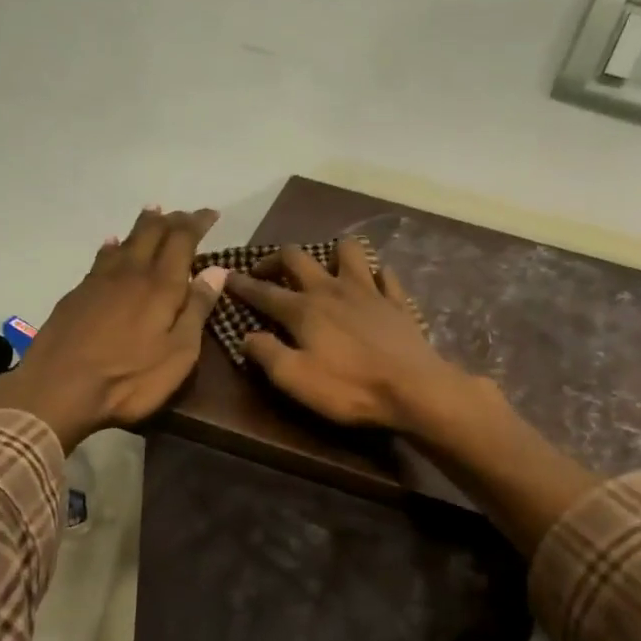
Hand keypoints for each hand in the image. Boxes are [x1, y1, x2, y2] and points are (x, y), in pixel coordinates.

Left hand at [0, 207, 226, 449]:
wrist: (58, 388)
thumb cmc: (128, 379)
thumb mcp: (178, 354)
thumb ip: (197, 310)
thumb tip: (217, 270)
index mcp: (161, 286)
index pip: (182, 240)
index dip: (197, 223)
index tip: (211, 214)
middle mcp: (131, 272)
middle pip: (152, 233)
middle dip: (172, 220)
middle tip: (185, 215)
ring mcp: (100, 281)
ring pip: (125, 241)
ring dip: (143, 226)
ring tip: (153, 214)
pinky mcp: (77, 294)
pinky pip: (101, 257)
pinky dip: (113, 246)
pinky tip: (112, 244)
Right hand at [225, 238, 476, 432]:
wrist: (414, 388)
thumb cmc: (349, 387)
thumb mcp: (295, 379)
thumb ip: (266, 354)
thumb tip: (246, 336)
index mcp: (303, 309)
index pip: (264, 291)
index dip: (242, 284)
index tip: (226, 276)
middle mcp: (331, 289)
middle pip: (297, 258)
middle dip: (275, 259)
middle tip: (266, 271)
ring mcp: (368, 291)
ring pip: (347, 251)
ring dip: (331, 253)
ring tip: (325, 268)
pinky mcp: (396, 301)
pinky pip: (384, 275)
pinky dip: (374, 274)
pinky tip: (372, 282)